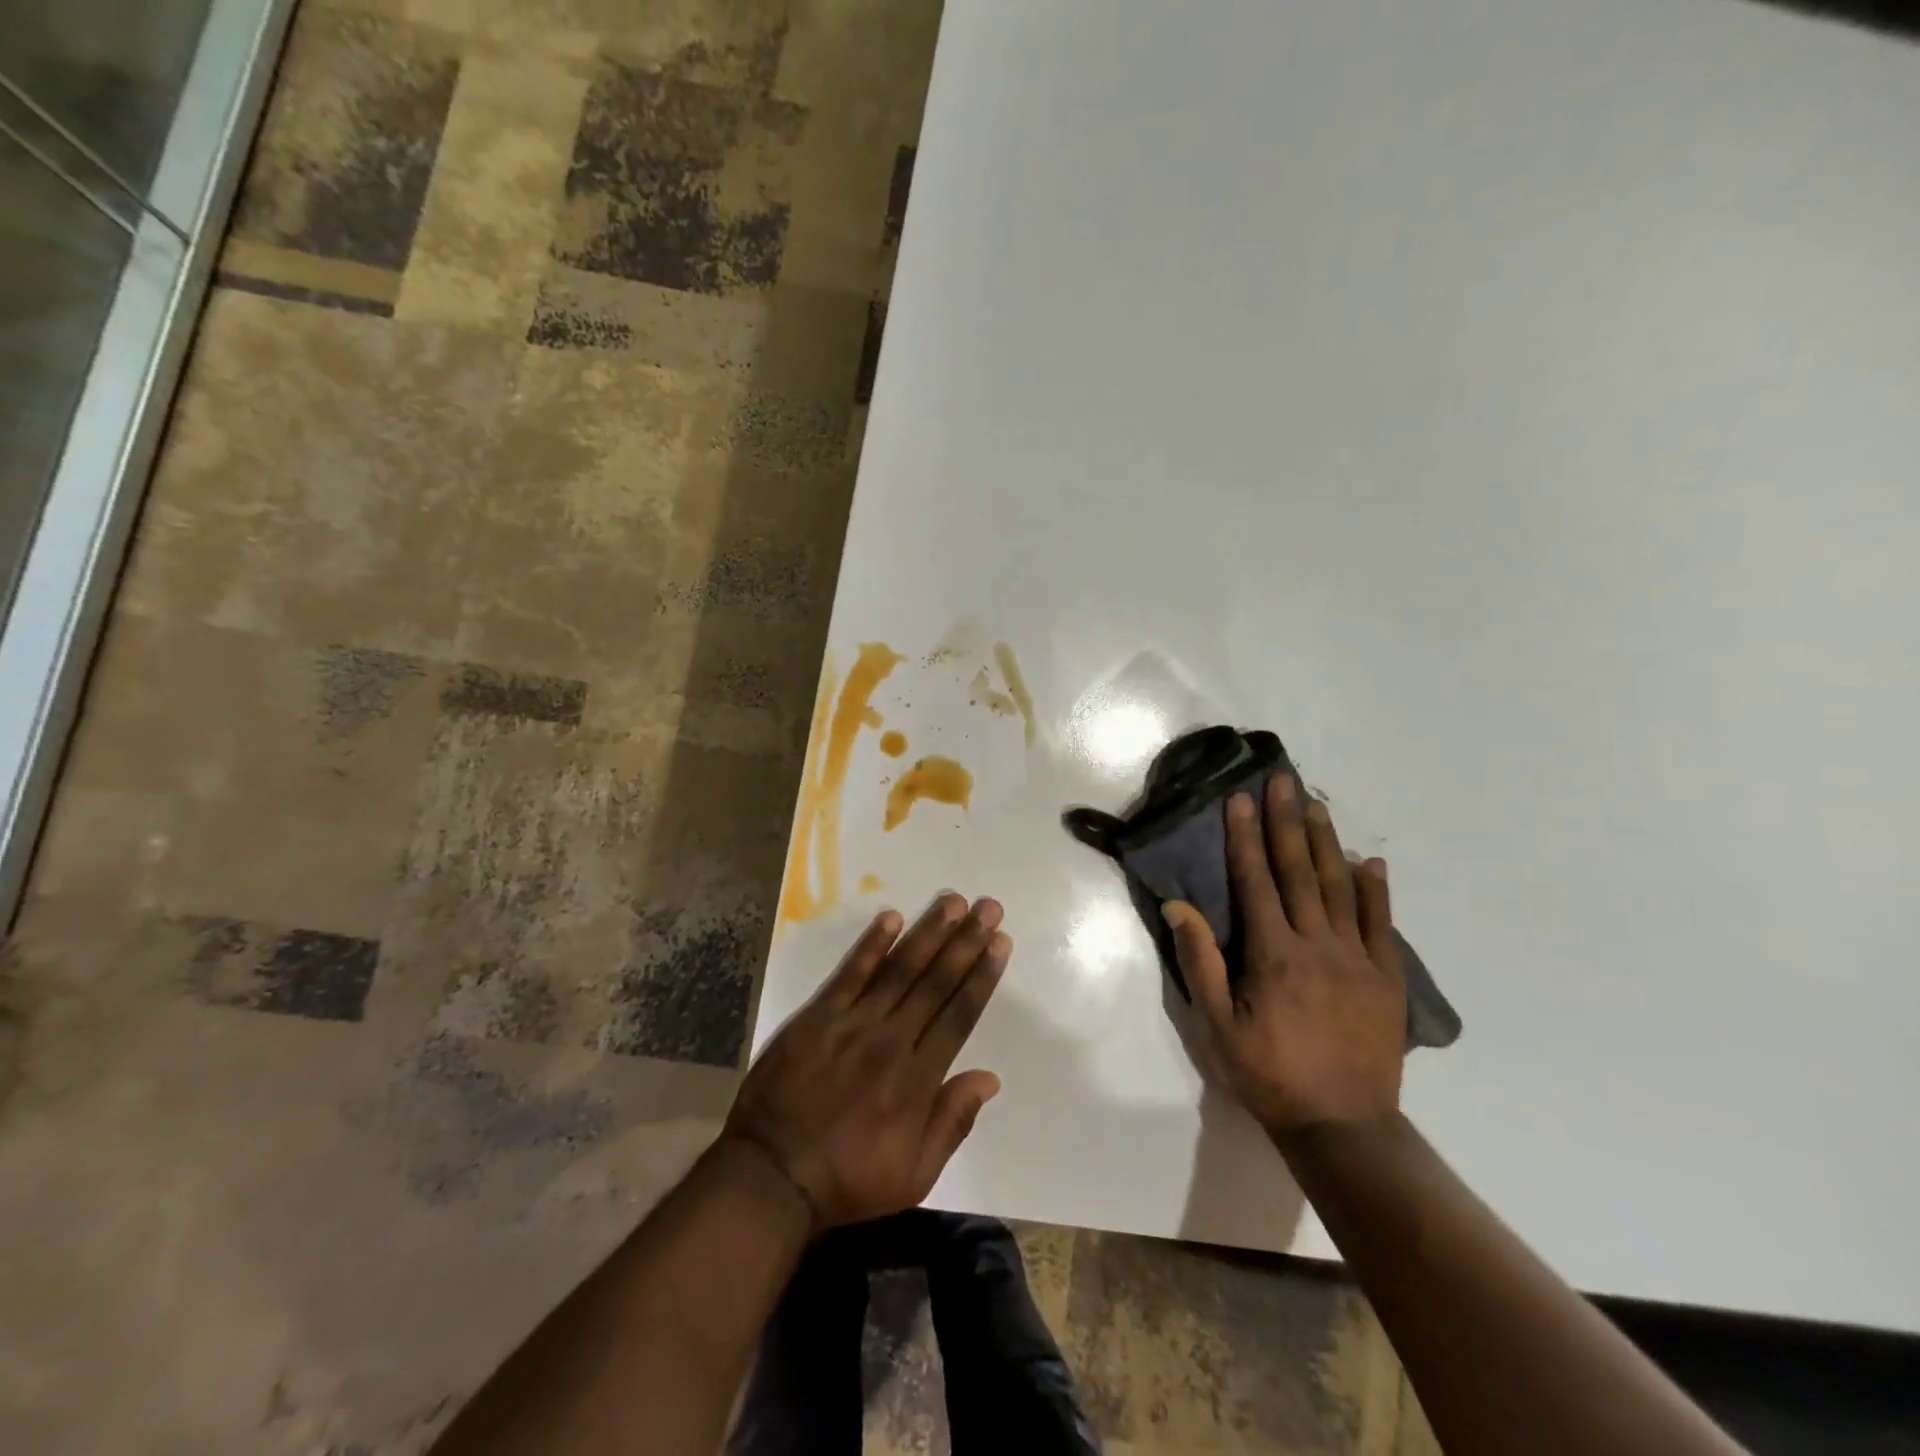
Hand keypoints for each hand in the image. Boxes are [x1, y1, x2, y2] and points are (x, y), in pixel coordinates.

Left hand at [724, 894, 1011, 1230]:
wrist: (771, 1175)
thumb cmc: (848, 1180)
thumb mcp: (914, 1175)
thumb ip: (953, 1122)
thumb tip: (990, 1078)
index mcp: (917, 1079)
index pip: (959, 1014)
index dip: (982, 976)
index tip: (1000, 943)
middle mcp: (891, 1041)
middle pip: (936, 982)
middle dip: (965, 941)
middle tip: (988, 907)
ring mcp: (852, 1024)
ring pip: (899, 970)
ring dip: (928, 933)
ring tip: (953, 901)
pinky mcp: (818, 1017)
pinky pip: (849, 974)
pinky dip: (871, 945)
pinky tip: (891, 918)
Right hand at [1163, 776, 1405, 1140]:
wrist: (1344, 1127)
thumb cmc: (1269, 1076)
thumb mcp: (1218, 1027)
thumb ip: (1201, 963)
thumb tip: (1179, 907)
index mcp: (1273, 953)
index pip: (1255, 881)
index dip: (1245, 837)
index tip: (1240, 800)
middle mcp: (1317, 944)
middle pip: (1298, 871)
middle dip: (1285, 823)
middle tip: (1281, 781)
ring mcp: (1358, 958)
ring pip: (1339, 888)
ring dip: (1325, 843)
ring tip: (1315, 805)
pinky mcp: (1386, 979)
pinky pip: (1380, 924)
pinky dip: (1375, 890)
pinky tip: (1370, 862)